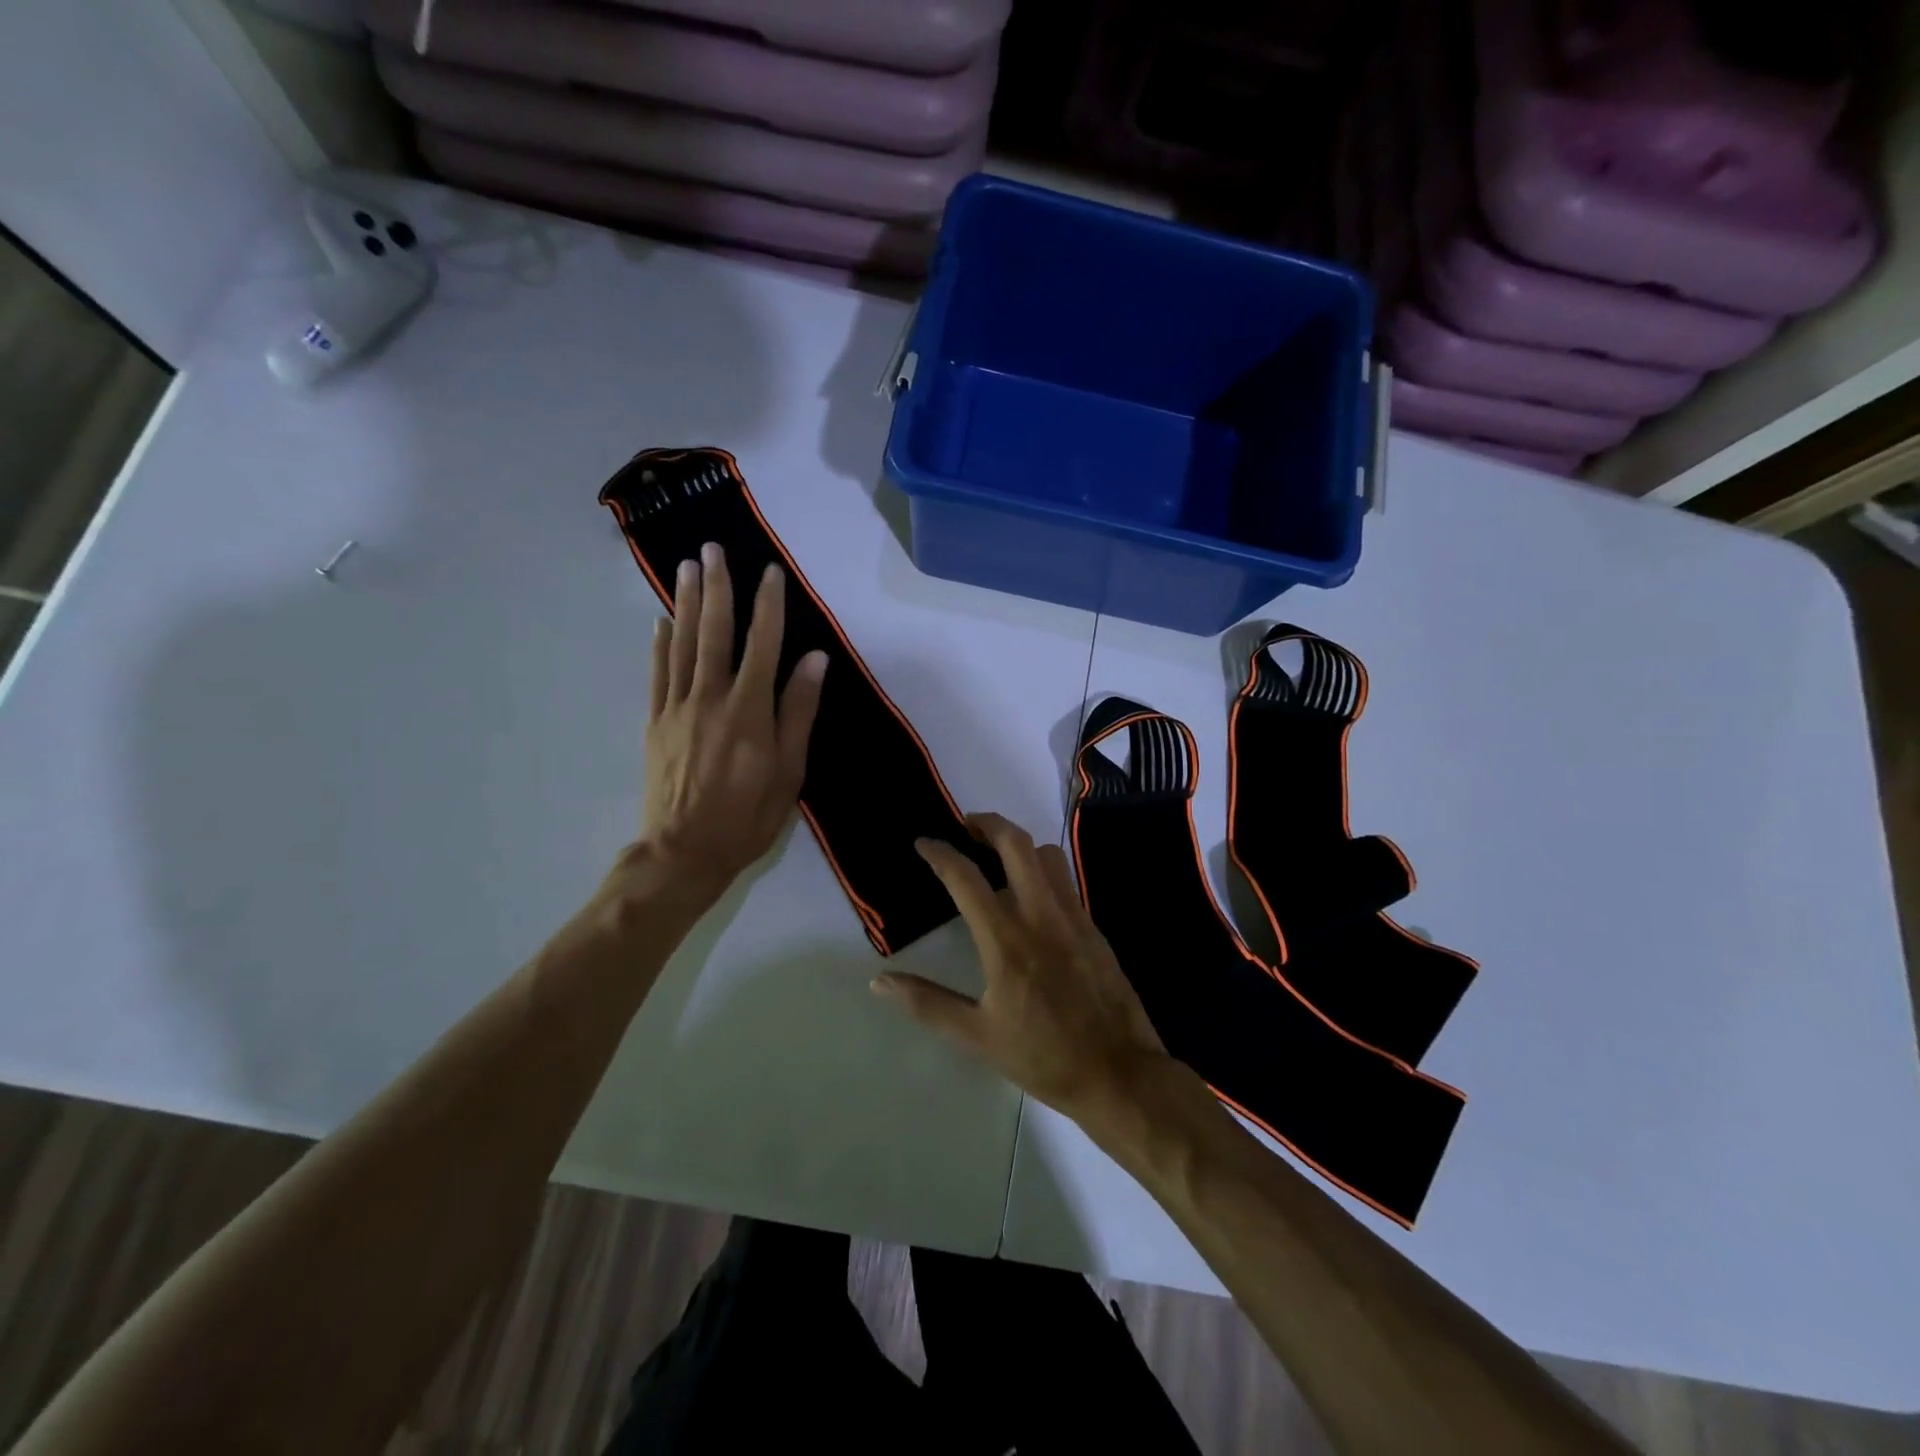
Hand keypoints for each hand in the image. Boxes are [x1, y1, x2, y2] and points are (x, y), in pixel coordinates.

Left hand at [636, 543, 826, 901]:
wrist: (683, 852)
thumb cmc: (747, 816)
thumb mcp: (789, 771)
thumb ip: (799, 712)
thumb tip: (815, 660)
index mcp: (749, 710)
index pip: (762, 645)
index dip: (768, 606)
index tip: (771, 573)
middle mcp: (710, 698)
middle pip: (714, 632)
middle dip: (717, 588)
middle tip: (713, 550)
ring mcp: (677, 708)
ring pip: (682, 644)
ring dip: (687, 603)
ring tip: (688, 568)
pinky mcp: (656, 723)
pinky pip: (658, 673)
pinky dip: (660, 644)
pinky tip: (662, 621)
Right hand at [872, 812, 1168, 1122]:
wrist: (1119, 1072)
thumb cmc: (1043, 1057)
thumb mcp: (977, 1037)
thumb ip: (927, 1003)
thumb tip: (879, 982)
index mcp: (1006, 941)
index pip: (966, 879)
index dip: (940, 854)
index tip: (924, 843)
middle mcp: (1041, 916)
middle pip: (1016, 844)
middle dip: (987, 823)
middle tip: (965, 826)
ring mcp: (1072, 917)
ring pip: (1046, 855)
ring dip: (1019, 844)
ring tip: (997, 856)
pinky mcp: (1093, 927)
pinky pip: (1065, 880)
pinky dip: (1042, 870)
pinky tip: (1031, 895)